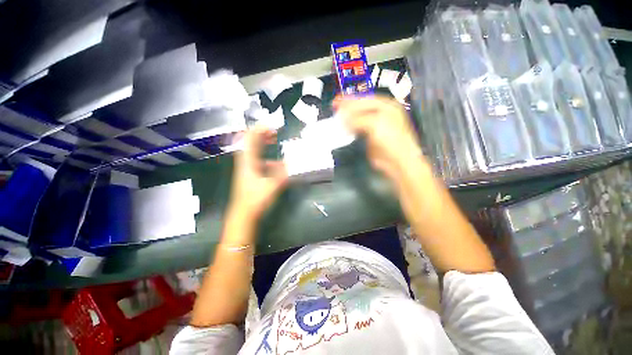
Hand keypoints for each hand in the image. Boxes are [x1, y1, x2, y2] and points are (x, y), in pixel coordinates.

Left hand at [228, 126, 287, 222]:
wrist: (243, 214)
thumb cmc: (256, 199)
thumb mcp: (273, 186)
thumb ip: (282, 173)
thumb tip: (289, 162)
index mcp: (248, 162)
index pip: (251, 139)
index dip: (259, 129)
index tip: (271, 125)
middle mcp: (245, 162)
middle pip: (250, 141)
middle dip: (261, 133)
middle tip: (273, 131)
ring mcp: (245, 168)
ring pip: (252, 150)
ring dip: (262, 142)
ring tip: (273, 140)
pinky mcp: (248, 173)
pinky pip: (256, 159)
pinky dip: (264, 155)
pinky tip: (274, 162)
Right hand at [334, 96, 424, 180]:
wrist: (396, 160)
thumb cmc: (391, 140)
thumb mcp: (376, 124)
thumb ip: (358, 119)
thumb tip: (344, 119)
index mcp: (386, 106)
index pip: (365, 99)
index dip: (350, 100)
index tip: (337, 102)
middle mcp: (381, 113)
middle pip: (361, 106)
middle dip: (347, 107)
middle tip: (335, 107)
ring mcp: (375, 124)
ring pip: (358, 116)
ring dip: (347, 116)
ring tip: (337, 117)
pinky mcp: (370, 135)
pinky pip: (357, 127)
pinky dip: (349, 126)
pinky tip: (343, 126)